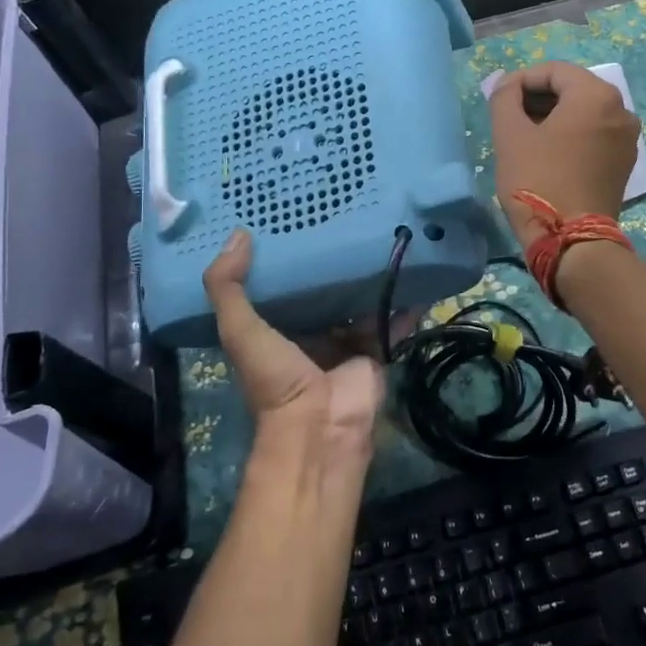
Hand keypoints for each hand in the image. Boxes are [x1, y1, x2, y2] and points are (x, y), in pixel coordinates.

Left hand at [203, 229, 383, 462]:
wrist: (321, 426)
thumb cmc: (275, 378)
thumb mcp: (239, 330)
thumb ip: (227, 288)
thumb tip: (238, 233)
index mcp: (276, 330)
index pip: (282, 285)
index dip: (286, 257)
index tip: (295, 218)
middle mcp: (311, 334)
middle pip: (325, 291)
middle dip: (334, 263)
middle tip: (347, 219)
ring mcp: (346, 343)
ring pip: (361, 302)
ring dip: (372, 277)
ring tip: (386, 236)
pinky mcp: (376, 351)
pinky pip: (393, 322)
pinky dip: (406, 303)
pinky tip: (418, 272)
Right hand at [488, 61, 639, 243]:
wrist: (571, 241)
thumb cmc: (538, 181)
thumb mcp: (510, 135)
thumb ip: (504, 98)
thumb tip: (508, 85)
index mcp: (596, 95)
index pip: (554, 71)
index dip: (522, 80)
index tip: (499, 99)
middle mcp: (621, 109)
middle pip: (572, 88)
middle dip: (538, 97)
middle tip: (509, 117)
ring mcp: (628, 138)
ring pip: (584, 112)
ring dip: (553, 116)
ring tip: (524, 135)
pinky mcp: (624, 162)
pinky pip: (595, 134)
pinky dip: (571, 134)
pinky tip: (548, 153)